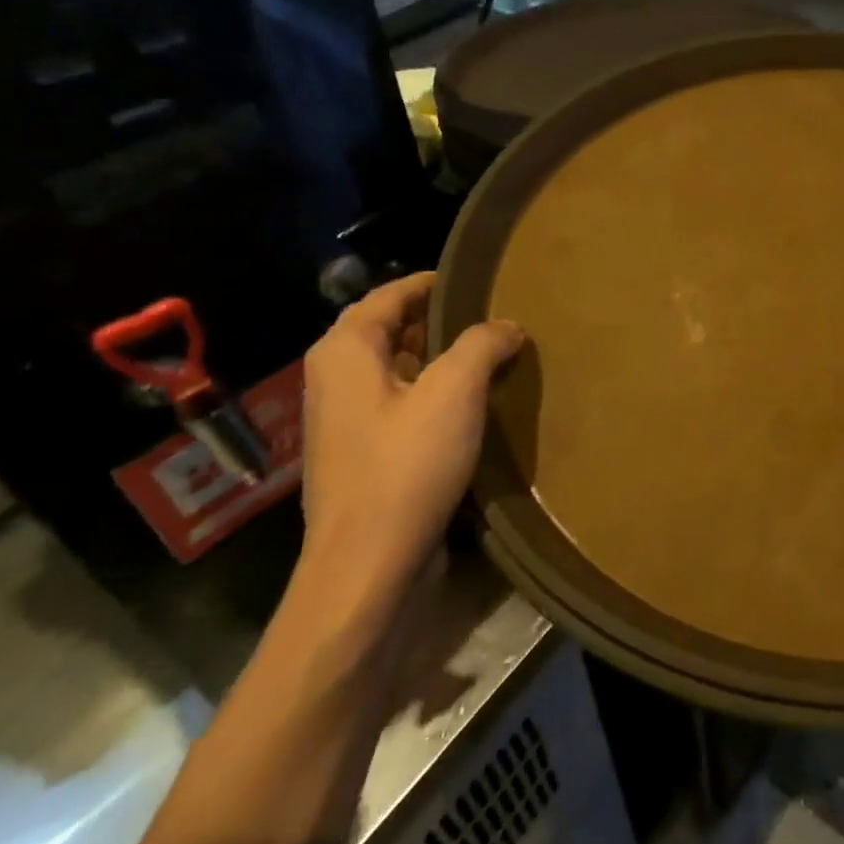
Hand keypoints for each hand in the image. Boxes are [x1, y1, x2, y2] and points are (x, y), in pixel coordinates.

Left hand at [300, 272, 522, 597]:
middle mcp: (336, 377)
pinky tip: (475, 403)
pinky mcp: (364, 453)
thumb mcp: (454, 391)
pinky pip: (403, 403)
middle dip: (444, 320)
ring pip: (401, 368)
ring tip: (495, 354)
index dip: (435, 283)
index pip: (391, 294)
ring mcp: (347, 419)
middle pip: (393, 329)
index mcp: (346, 351)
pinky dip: (436, 392)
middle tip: (497, 316)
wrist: (368, 564)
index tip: (480, 278)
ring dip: (444, 358)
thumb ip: (482, 344)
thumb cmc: (406, 465)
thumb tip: (507, 326)